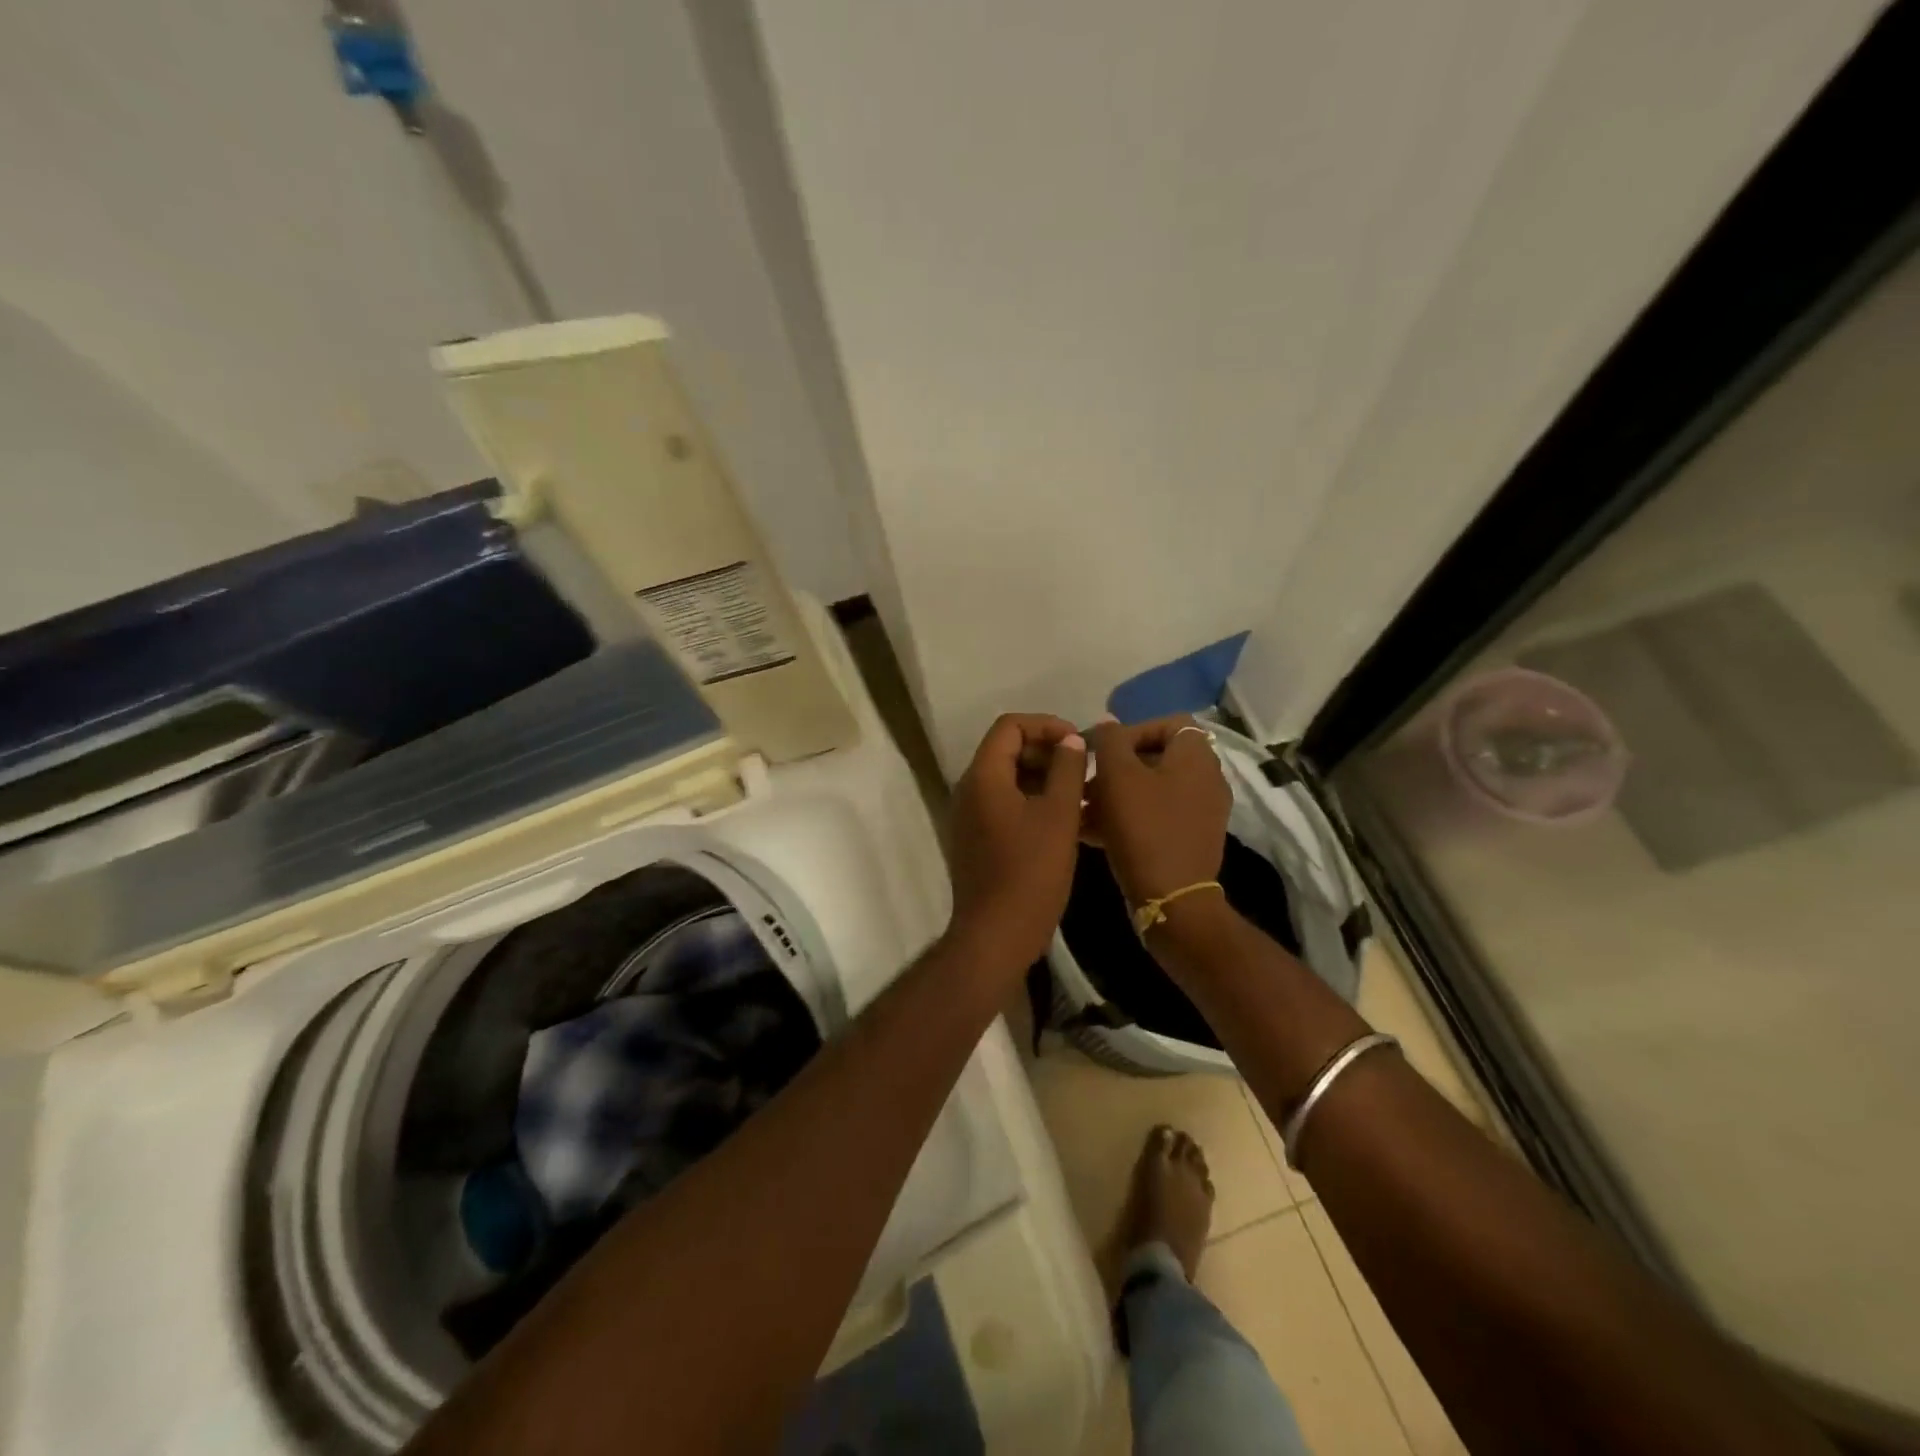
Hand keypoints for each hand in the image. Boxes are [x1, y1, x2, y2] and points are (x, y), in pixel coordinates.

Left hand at [946, 713, 1087, 967]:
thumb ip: (1067, 770)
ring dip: (1043, 778)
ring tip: (1080, 793)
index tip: (1078, 742)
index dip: (1046, 725)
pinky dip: (1032, 800)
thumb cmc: (1031, 873)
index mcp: (984, 777)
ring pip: (1008, 779)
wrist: (996, 935)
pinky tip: (1064, 819)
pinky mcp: (976, 838)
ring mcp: (969, 816)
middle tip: (1083, 768)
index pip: (1010, 726)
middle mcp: (969, 789)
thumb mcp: (1059, 816)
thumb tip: (1071, 741)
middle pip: (1006, 750)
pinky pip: (1004, 804)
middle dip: (1047, 751)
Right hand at [1084, 716, 1231, 908]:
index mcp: (1196, 756)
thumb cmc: (1143, 827)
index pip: (1168, 722)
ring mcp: (1201, 812)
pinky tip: (1094, 833)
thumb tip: (1108, 724)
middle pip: (1156, 757)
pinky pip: (1156, 815)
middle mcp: (1207, 779)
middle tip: (1087, 783)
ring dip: (1116, 794)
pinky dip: (1128, 817)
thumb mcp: (1117, 775)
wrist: (1171, 898)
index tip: (1102, 751)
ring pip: (1151, 789)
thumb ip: (1109, 740)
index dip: (1132, 730)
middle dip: (1116, 767)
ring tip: (1083, 810)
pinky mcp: (1191, 838)